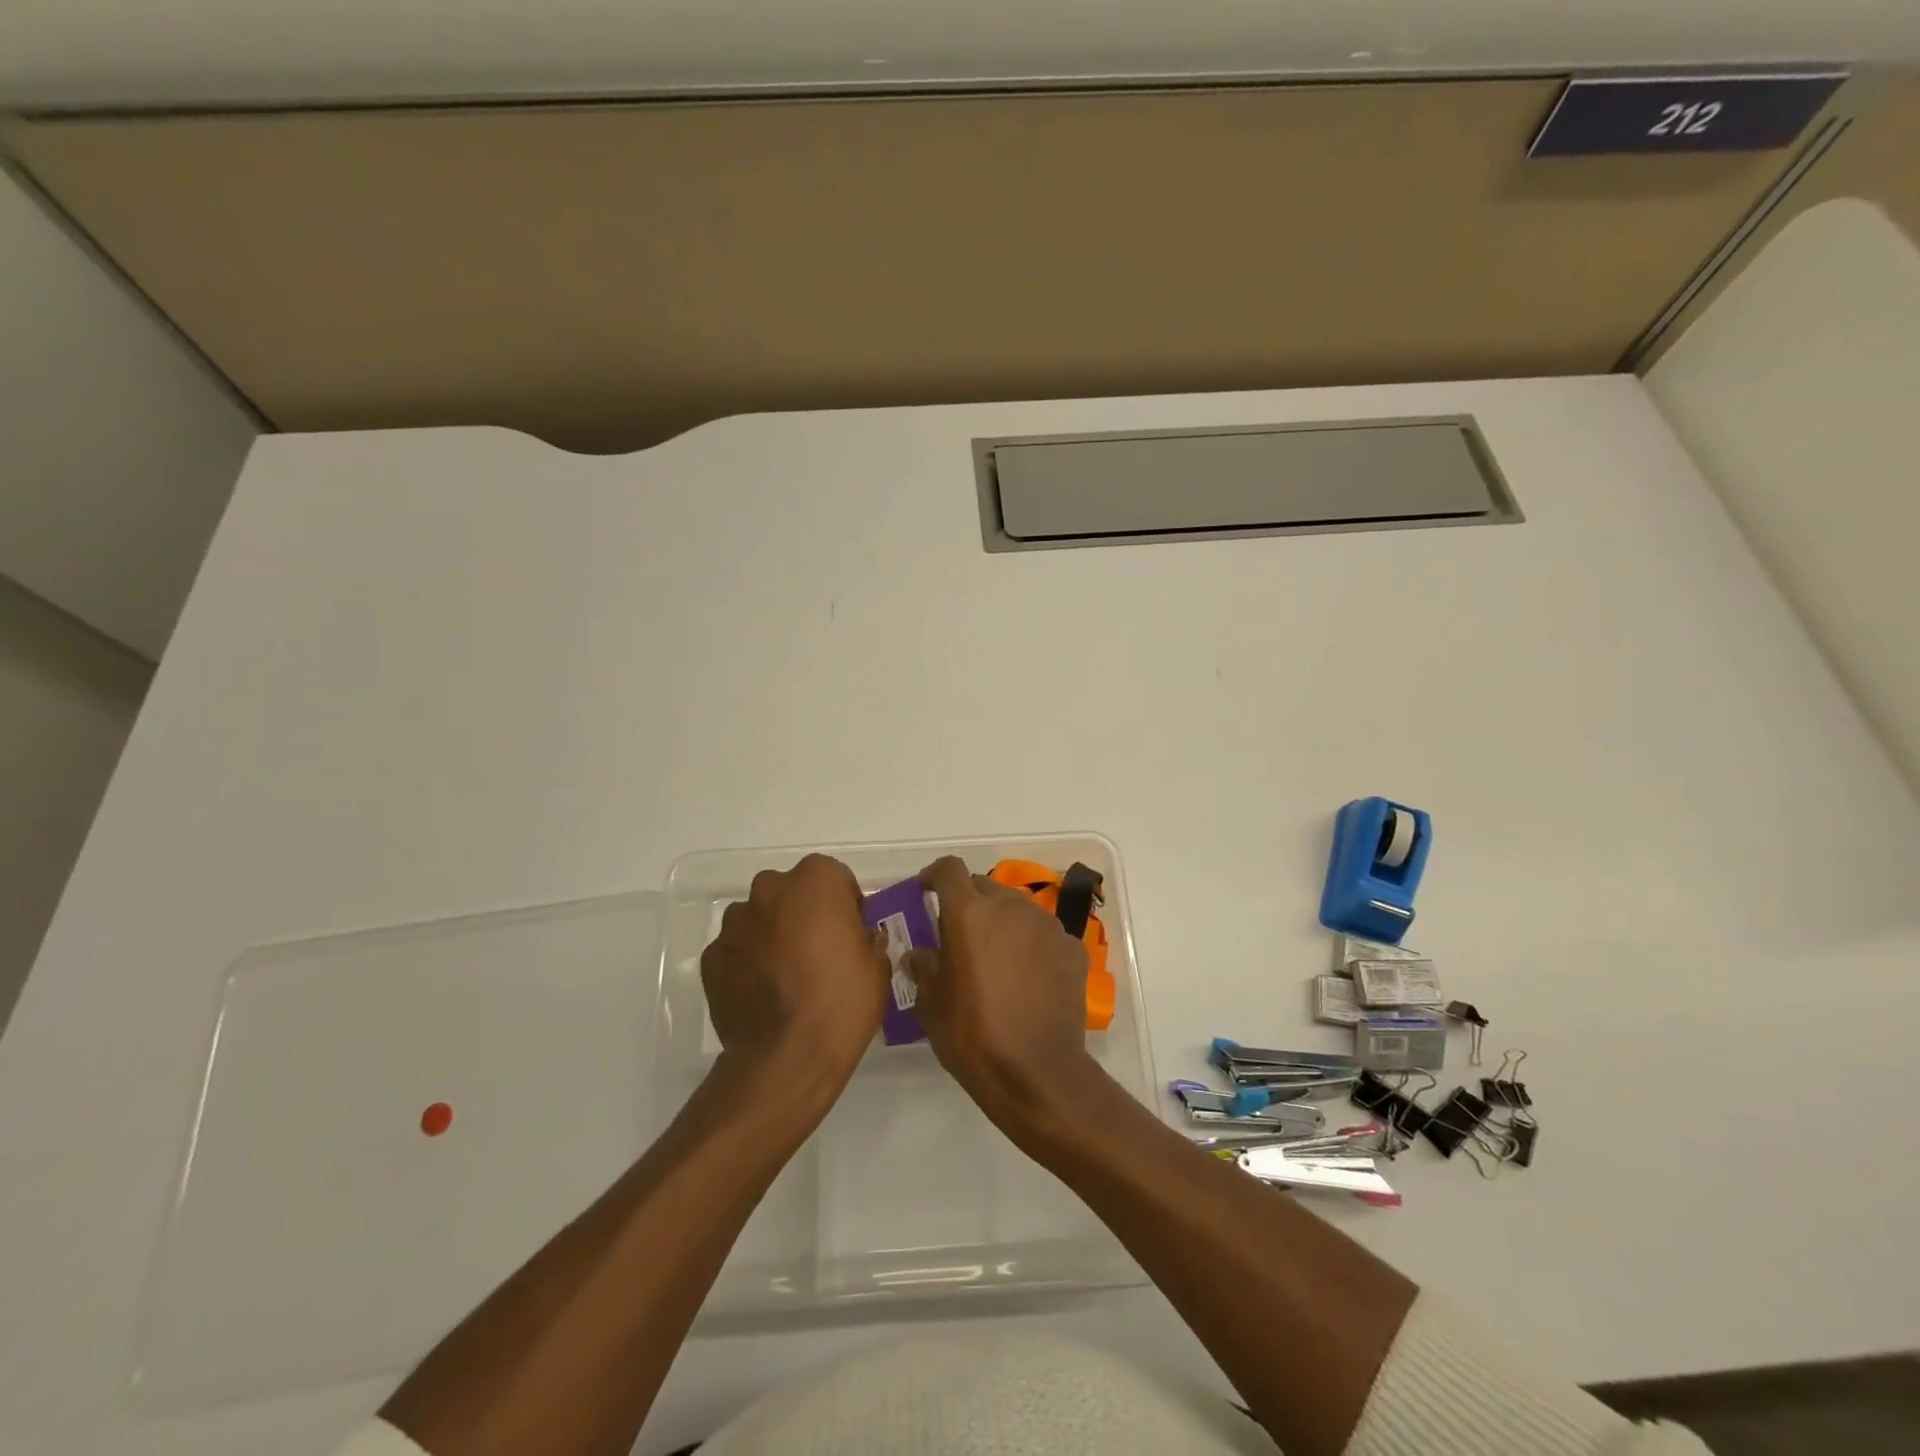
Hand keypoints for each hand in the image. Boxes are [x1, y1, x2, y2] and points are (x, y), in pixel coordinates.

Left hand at [701, 854, 888, 1101]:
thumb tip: (857, 939)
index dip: (844, 904)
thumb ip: (866, 939)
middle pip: (791, 892)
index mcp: (815, 881)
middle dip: (803, 913)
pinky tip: (763, 994)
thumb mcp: (876, 966)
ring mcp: (735, 923)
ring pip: (759, 918)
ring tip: (786, 976)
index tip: (850, 933)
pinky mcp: (711, 957)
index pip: (833, 877)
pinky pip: (737, 949)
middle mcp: (770, 890)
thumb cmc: (842, 1001)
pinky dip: (747, 962)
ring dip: (772, 934)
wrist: (786, 1057)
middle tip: (818, 952)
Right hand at [906, 856, 1098, 1135]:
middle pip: (985, 887)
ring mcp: (1046, 925)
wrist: (1037, 1072)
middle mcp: (1010, 906)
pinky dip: (1032, 945)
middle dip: (969, 902)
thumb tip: (918, 954)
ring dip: (1002, 922)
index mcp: (969, 913)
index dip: (935, 875)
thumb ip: (923, 967)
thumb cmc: (972, 1034)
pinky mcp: (1073, 947)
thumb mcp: (931, 1004)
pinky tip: (1028, 977)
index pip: (949, 869)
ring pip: (1017, 908)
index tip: (927, 890)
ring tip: (996, 957)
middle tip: (959, 933)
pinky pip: (1044, 934)